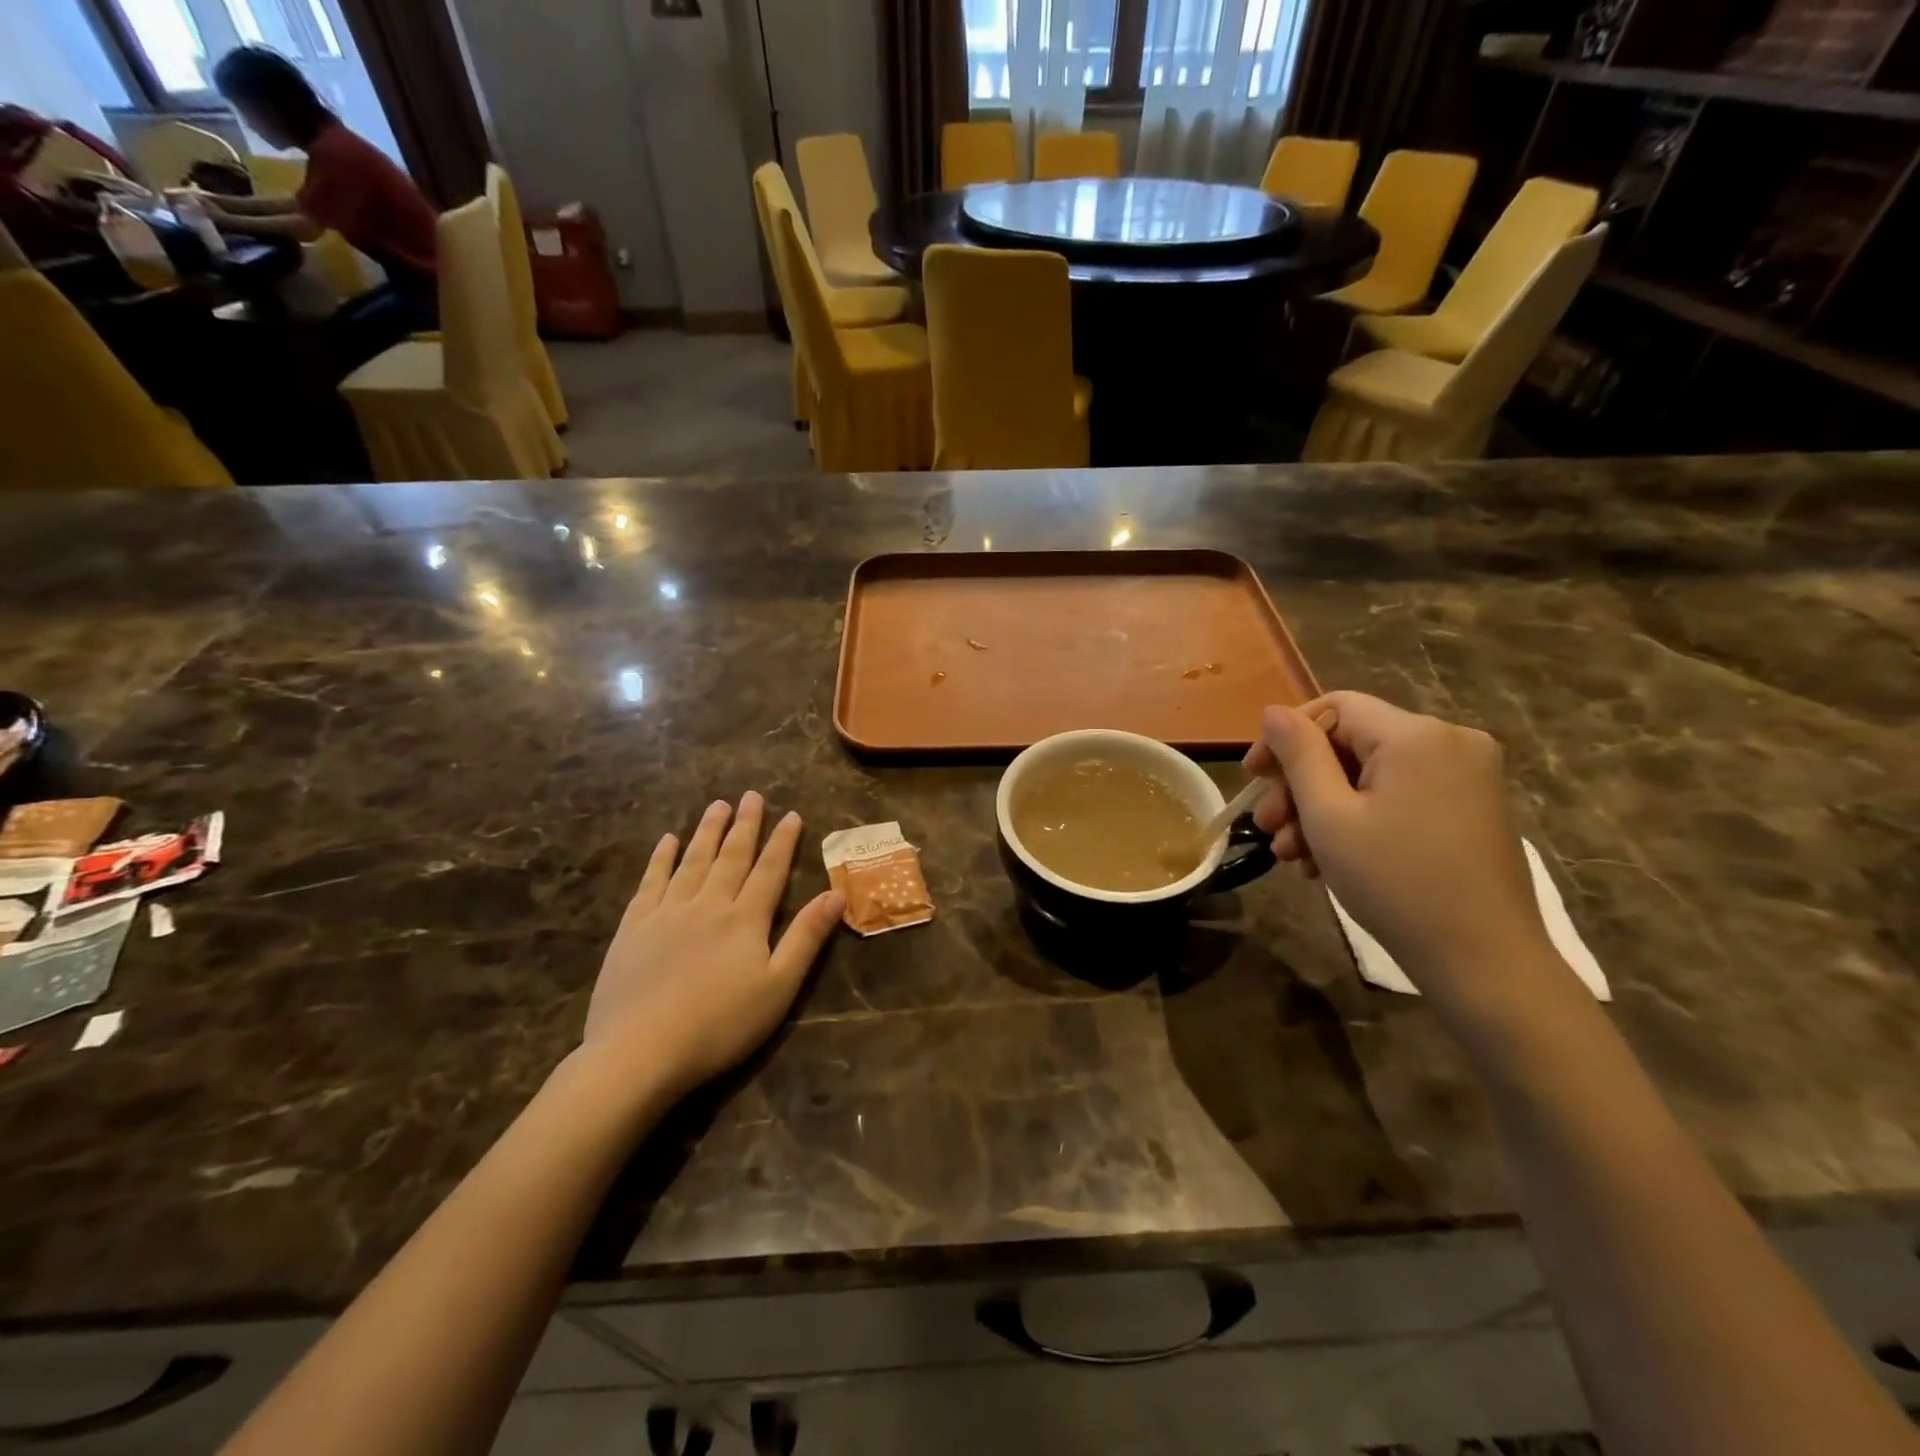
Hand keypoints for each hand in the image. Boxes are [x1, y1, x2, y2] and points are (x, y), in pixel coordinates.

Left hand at [580, 793, 842, 1099]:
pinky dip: (661, 858)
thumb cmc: (720, 1025)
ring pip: (693, 861)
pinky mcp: (634, 927)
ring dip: (707, 831)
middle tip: (751, 795)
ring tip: (717, 805)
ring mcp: (667, 912)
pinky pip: (651, 881)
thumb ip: (806, 937)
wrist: (640, 1052)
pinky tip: (667, 841)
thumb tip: (837, 894)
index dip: (782, 841)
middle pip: (731, 856)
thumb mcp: (778, 987)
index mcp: (745, 919)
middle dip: (745, 825)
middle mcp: (708, 904)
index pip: (770, 870)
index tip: (791, 814)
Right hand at [1245, 692, 1557, 1017]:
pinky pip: (1400, 795)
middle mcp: (1450, 741)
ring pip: (1372, 775)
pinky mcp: (1472, 808)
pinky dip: (1360, 818)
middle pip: (1351, 743)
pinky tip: (1329, 858)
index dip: (1285, 737)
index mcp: (1416, 735)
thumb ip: (1298, 755)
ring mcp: (1468, 776)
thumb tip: (1274, 711)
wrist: (1484, 961)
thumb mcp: (1329, 816)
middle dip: (1300, 784)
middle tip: (1267, 828)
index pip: (1334, 708)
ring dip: (1323, 808)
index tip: (1252, 778)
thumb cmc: (1396, 883)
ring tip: (1291, 854)